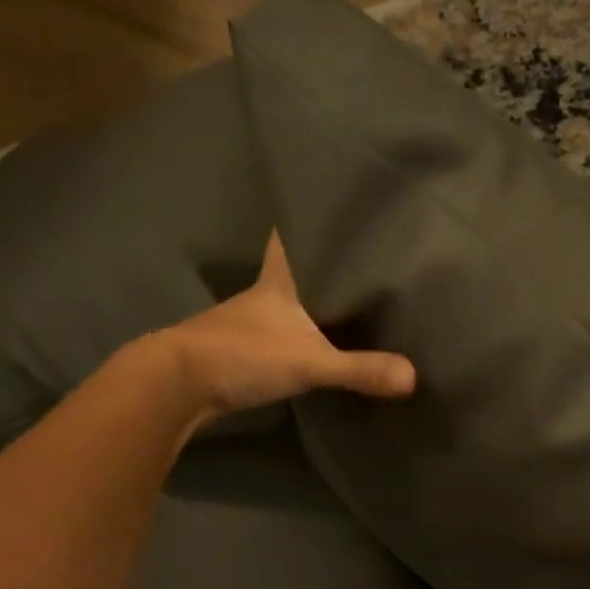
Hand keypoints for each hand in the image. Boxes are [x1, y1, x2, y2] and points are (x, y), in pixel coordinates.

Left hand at [155, 233, 415, 420]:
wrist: (176, 386)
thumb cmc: (241, 353)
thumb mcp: (309, 361)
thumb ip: (359, 368)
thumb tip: (413, 377)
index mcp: (279, 280)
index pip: (292, 236)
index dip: (309, 219)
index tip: (333, 202)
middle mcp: (265, 294)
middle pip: (298, 267)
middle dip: (324, 260)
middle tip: (362, 251)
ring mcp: (252, 323)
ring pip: (291, 301)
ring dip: (314, 298)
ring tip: (355, 294)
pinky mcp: (245, 351)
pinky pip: (286, 332)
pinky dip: (304, 331)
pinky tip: (324, 339)